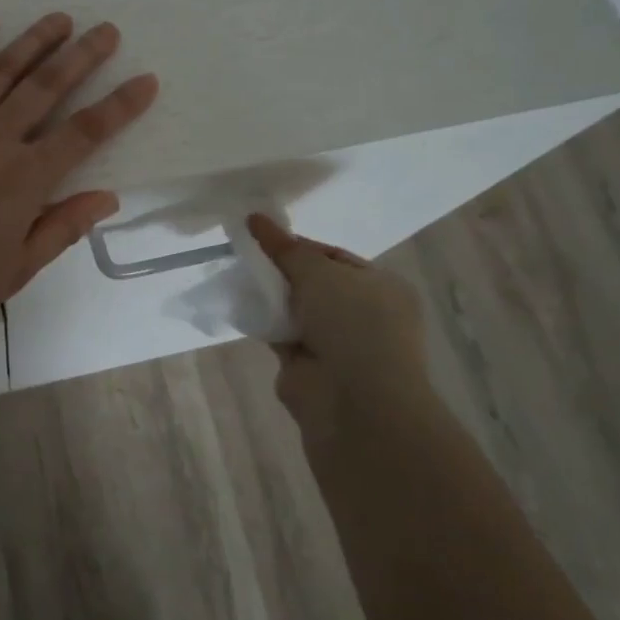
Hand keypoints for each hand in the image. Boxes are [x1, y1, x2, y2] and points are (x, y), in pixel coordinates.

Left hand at [0, 14, 159, 325]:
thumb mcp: (15, 269)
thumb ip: (62, 228)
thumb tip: (107, 198)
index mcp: (25, 177)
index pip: (85, 132)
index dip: (120, 105)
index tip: (146, 80)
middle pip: (47, 86)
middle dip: (82, 55)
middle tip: (107, 30)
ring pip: (0, 70)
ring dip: (33, 41)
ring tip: (59, 18)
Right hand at [247, 214, 428, 438]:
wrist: (354, 402)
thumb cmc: (352, 324)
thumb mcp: (318, 272)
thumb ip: (284, 248)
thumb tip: (255, 218)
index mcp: (381, 287)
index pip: (334, 257)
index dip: (299, 246)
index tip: (263, 237)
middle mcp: (363, 315)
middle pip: (313, 283)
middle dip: (282, 271)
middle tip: (245, 253)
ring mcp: (336, 344)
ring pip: (295, 310)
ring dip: (271, 297)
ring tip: (237, 274)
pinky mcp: (307, 367)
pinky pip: (280, 334)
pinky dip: (264, 323)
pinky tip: (240, 305)